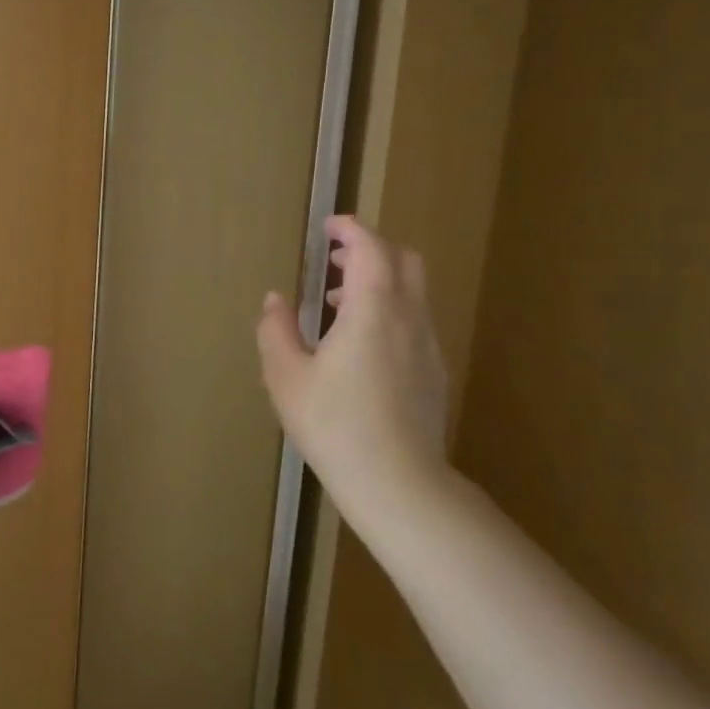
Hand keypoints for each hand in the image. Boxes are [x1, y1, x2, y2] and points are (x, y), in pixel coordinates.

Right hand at [256, 216, 449, 506]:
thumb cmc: (334, 424)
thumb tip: (276, 300)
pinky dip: (389, 310)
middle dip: (371, 248)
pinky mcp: (433, 372)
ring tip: (337, 302)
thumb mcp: (285, 376)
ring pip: (412, 292)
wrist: (398, 482)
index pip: (371, 250)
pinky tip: (359, 344)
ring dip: (378, 281)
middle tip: (335, 257)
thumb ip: (277, 330)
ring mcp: (427, 346)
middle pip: (403, 261)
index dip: (351, 230)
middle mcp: (408, 319)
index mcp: (372, 311)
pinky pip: (414, 320)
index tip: (329, 226)